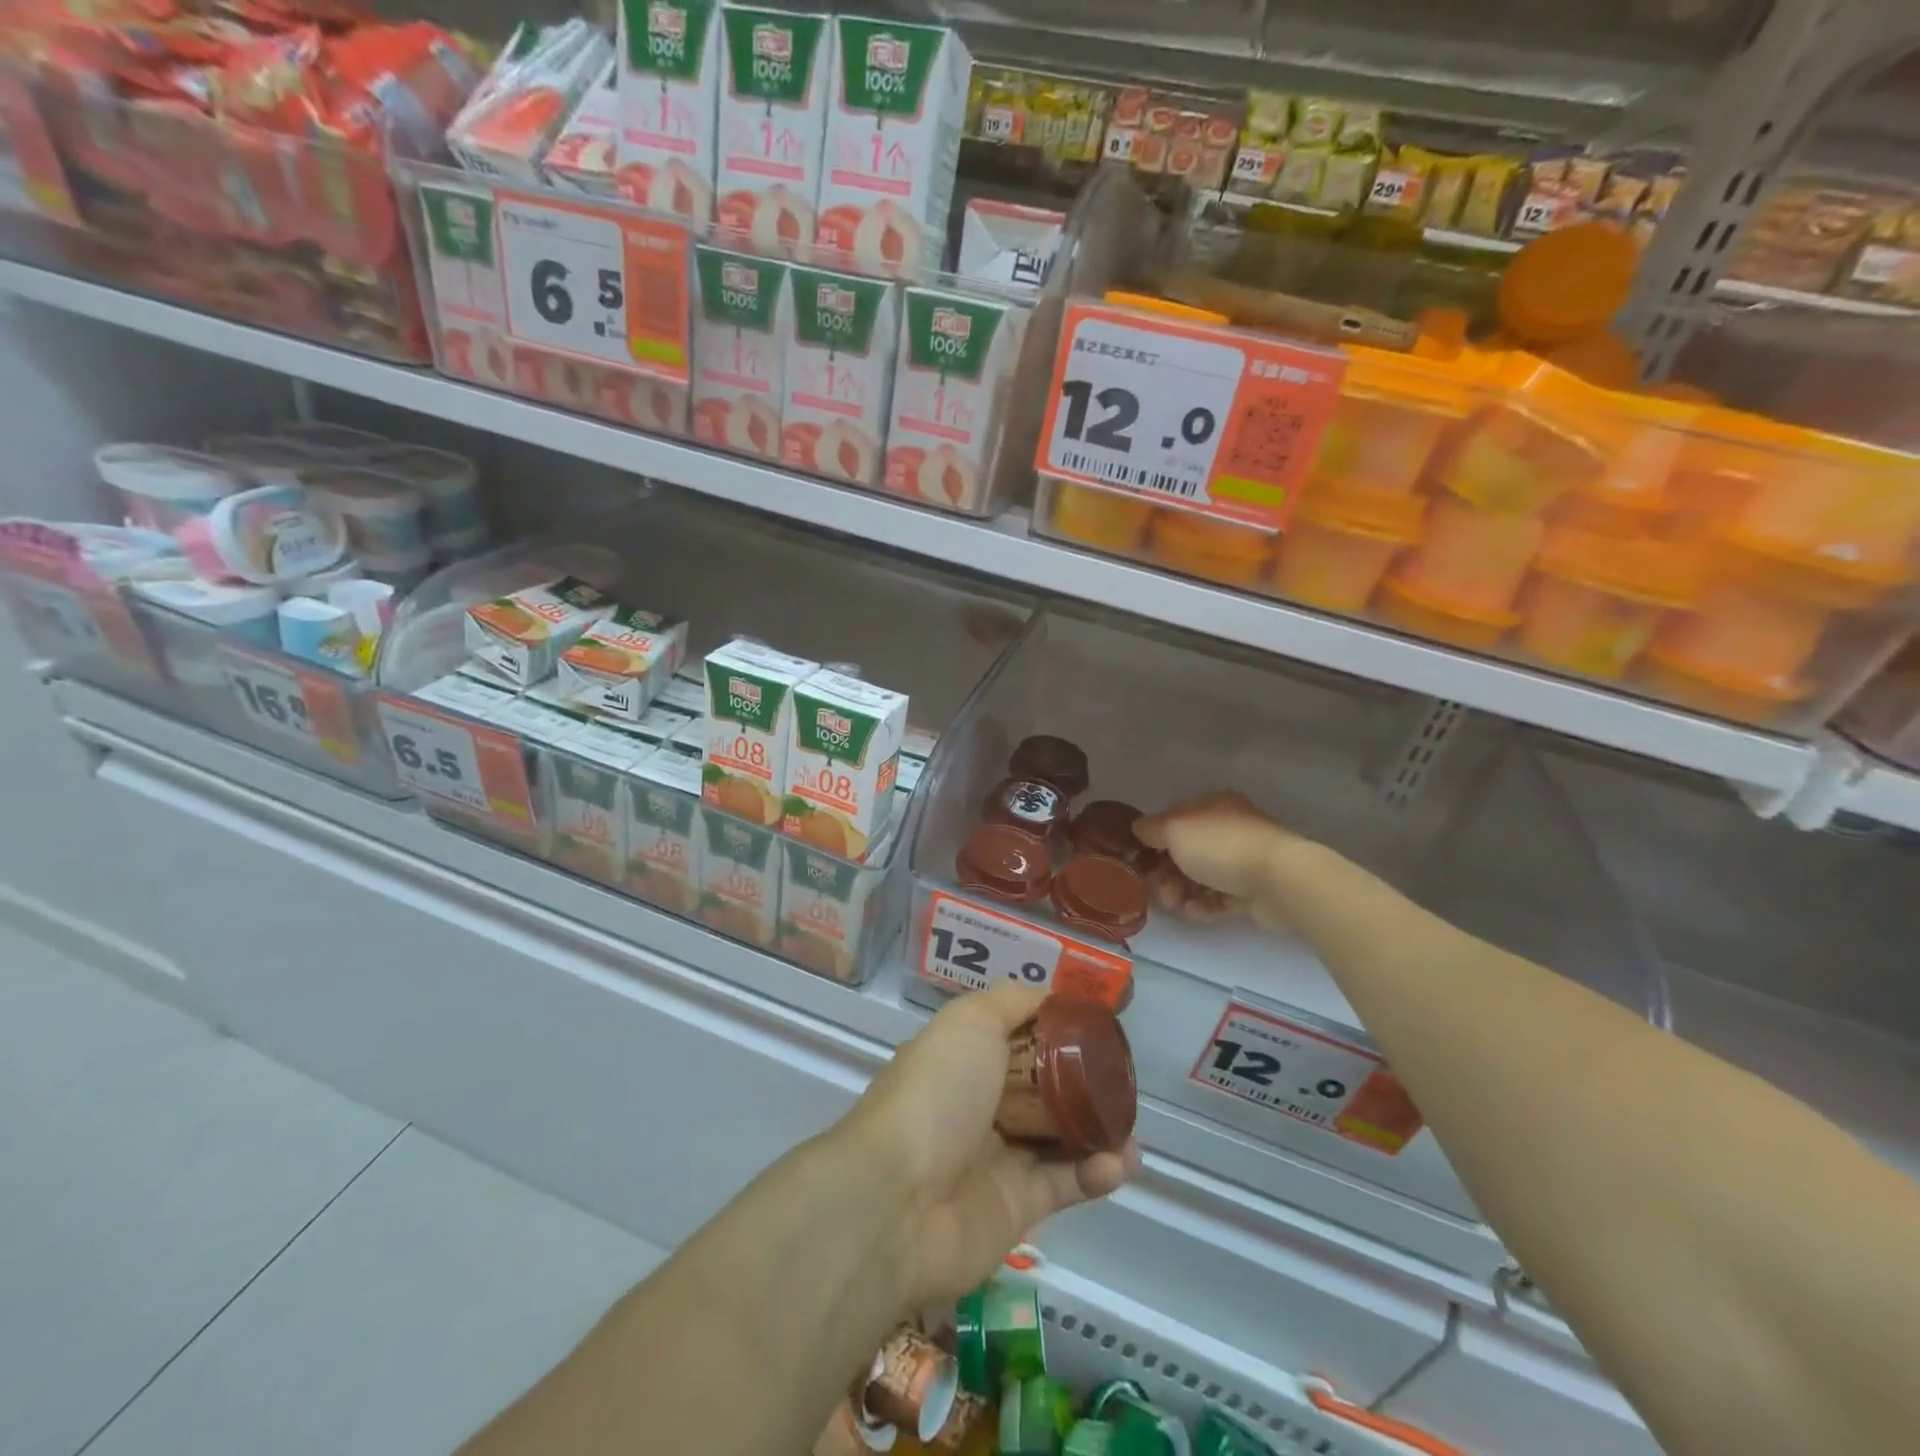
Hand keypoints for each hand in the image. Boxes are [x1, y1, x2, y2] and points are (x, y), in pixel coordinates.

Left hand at [845, 985, 1138, 1307]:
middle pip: (1039, 1089)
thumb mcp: (970, 1022)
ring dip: (1098, 1130)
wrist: (900, 1201)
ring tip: (1132, 1126)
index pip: (1013, 1038)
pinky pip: (1065, 1184)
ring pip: (1058, 1138)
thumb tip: (1051, 996)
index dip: (1051, 1031)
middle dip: (1081, 1084)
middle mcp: (977, 1106)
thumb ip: (1012, 1002)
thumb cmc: (936, 1093)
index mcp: (961, 1059)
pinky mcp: (1016, 1209)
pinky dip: (1096, 1173)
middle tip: (1121, 1080)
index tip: (1093, 1026)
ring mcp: (996, 1159)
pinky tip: (1122, 1160)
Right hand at [1134, 791, 1299, 927]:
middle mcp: (1228, 829)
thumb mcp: (1174, 829)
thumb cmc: (1221, 846)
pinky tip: (1193, 912)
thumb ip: (1150, 829)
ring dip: (1181, 891)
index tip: (1138, 861)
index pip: (1174, 820)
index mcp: (1212, 806)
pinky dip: (1203, 905)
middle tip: (1157, 888)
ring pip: (1200, 877)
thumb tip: (1138, 829)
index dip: (1153, 840)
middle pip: (1185, 851)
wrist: (1279, 880)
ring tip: (1175, 904)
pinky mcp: (1252, 891)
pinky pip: (1219, 898)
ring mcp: (1242, 860)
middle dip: (1166, 871)